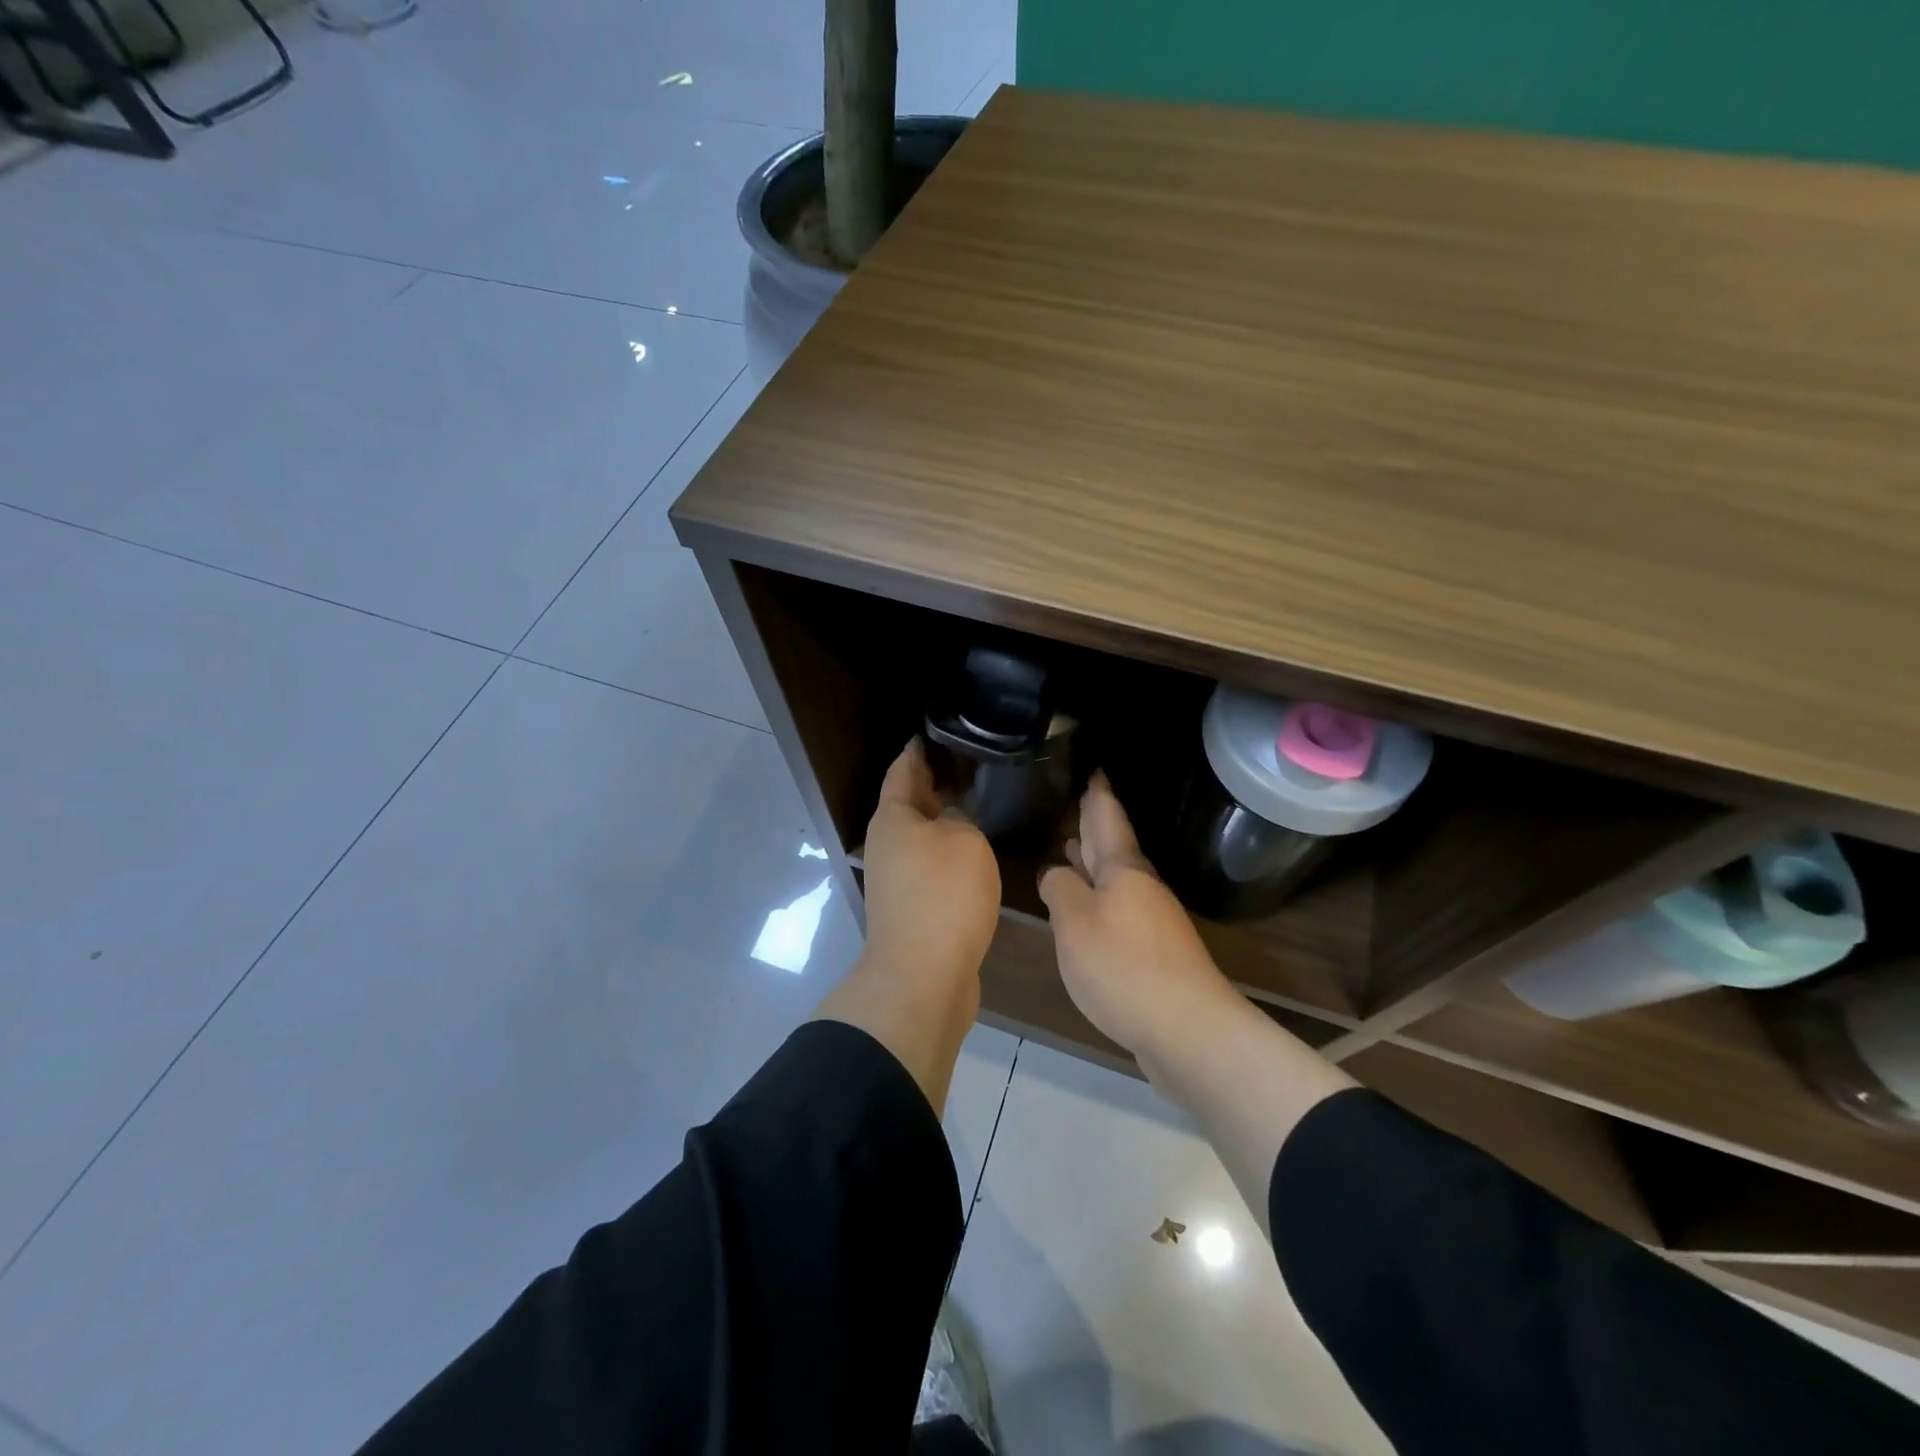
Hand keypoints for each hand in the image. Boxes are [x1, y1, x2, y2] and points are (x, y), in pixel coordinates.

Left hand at [861, 739, 1002, 993]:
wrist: (922, 976)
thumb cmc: (942, 896)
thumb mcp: (965, 842)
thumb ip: (962, 820)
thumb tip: (954, 821)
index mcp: (892, 818)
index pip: (903, 769)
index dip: (918, 748)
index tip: (936, 730)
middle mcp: (887, 844)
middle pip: (910, 803)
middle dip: (936, 783)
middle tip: (971, 763)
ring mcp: (896, 878)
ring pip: (922, 836)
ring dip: (945, 820)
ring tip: (980, 802)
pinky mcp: (911, 907)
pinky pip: (931, 865)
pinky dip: (949, 852)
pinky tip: (976, 850)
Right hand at [1039, 773, 1239, 1058]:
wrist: (1188, 1030)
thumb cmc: (1123, 966)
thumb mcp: (1075, 923)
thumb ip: (1060, 890)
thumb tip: (1056, 872)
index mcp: (1123, 870)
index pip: (1108, 818)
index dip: (1099, 794)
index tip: (1096, 769)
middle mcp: (1141, 888)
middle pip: (1115, 847)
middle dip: (1096, 825)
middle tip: (1081, 800)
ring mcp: (1152, 921)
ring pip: (1117, 879)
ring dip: (1095, 862)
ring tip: (1072, 846)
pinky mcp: (1154, 953)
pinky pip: (1120, 910)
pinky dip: (1101, 898)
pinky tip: (1088, 909)